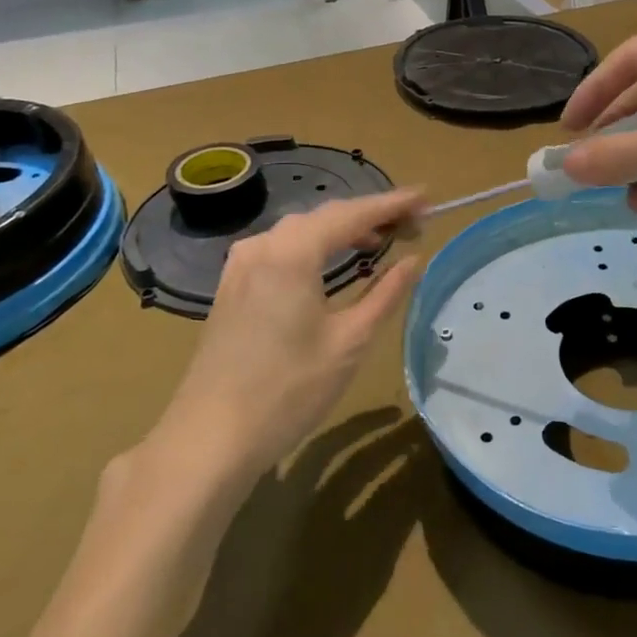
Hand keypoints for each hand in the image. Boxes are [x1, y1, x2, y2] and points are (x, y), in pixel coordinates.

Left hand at [139, 189, 424, 494]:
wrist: (210, 438)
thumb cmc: (288, 390)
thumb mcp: (350, 341)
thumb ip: (386, 293)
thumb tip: (412, 260)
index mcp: (292, 253)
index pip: (352, 214)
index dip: (392, 204)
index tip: (426, 198)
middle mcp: (263, 246)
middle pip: (326, 215)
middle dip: (371, 215)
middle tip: (412, 223)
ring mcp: (241, 265)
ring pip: (302, 230)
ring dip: (343, 229)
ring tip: (382, 240)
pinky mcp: (232, 285)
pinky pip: (282, 248)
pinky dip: (315, 246)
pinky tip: (333, 263)